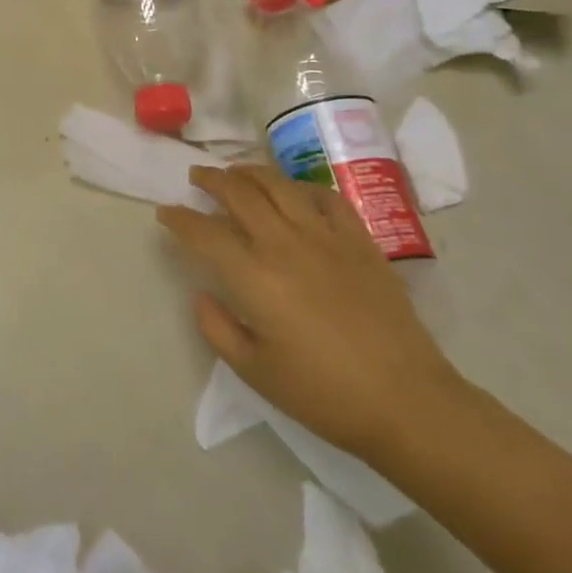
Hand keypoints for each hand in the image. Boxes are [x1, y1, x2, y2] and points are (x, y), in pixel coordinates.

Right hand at [158, 165, 463, 460]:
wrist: (405, 400)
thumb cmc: (323, 393)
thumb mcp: (254, 372)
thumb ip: (218, 328)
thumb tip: (201, 294)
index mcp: (254, 277)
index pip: (204, 233)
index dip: (179, 218)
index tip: (165, 212)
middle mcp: (285, 244)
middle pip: (239, 193)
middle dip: (211, 180)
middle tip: (196, 177)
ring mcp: (326, 237)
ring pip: (280, 185)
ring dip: (251, 172)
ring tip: (236, 172)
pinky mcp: (360, 240)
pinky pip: (326, 197)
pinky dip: (302, 187)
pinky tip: (294, 193)